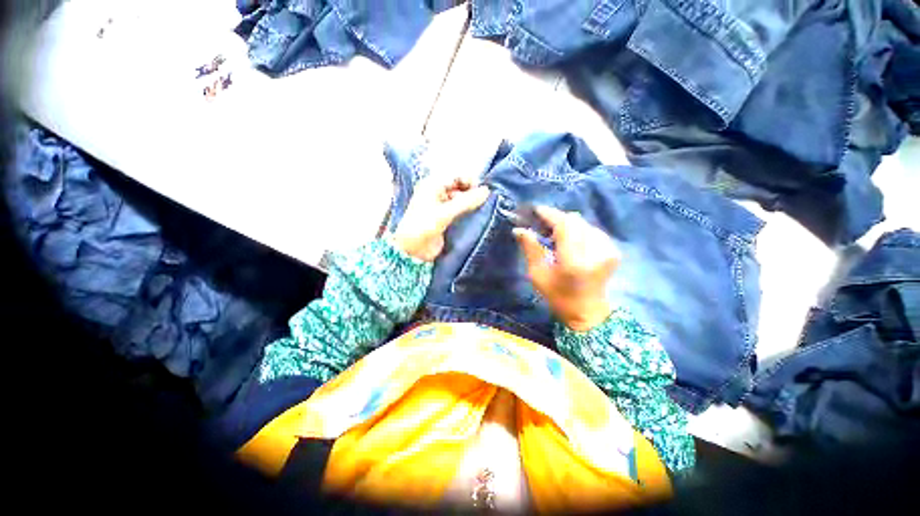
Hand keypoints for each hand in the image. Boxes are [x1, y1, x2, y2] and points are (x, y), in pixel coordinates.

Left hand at [391, 176, 489, 261]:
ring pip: (460, 199)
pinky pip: (459, 210)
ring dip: (470, 203)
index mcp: (432, 185)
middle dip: (471, 192)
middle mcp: (437, 193)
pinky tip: (475, 216)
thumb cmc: (424, 226)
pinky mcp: (445, 218)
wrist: (412, 250)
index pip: (455, 176)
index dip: (470, 181)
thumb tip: (487, 191)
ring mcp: (441, 206)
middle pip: (459, 187)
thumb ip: (466, 201)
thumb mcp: (445, 213)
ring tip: (481, 209)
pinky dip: (467, 212)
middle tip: (483, 201)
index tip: (482, 191)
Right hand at [513, 206, 619, 331]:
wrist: (588, 312)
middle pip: (575, 220)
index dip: (549, 214)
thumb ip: (530, 248)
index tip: (536, 209)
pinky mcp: (613, 250)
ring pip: (583, 223)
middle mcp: (595, 251)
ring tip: (555, 235)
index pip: (563, 225)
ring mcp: (607, 249)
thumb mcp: (537, 274)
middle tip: (543, 225)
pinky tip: (571, 241)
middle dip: (557, 219)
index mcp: (574, 260)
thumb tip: (519, 229)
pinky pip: (592, 230)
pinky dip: (579, 231)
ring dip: (568, 225)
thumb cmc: (557, 296)